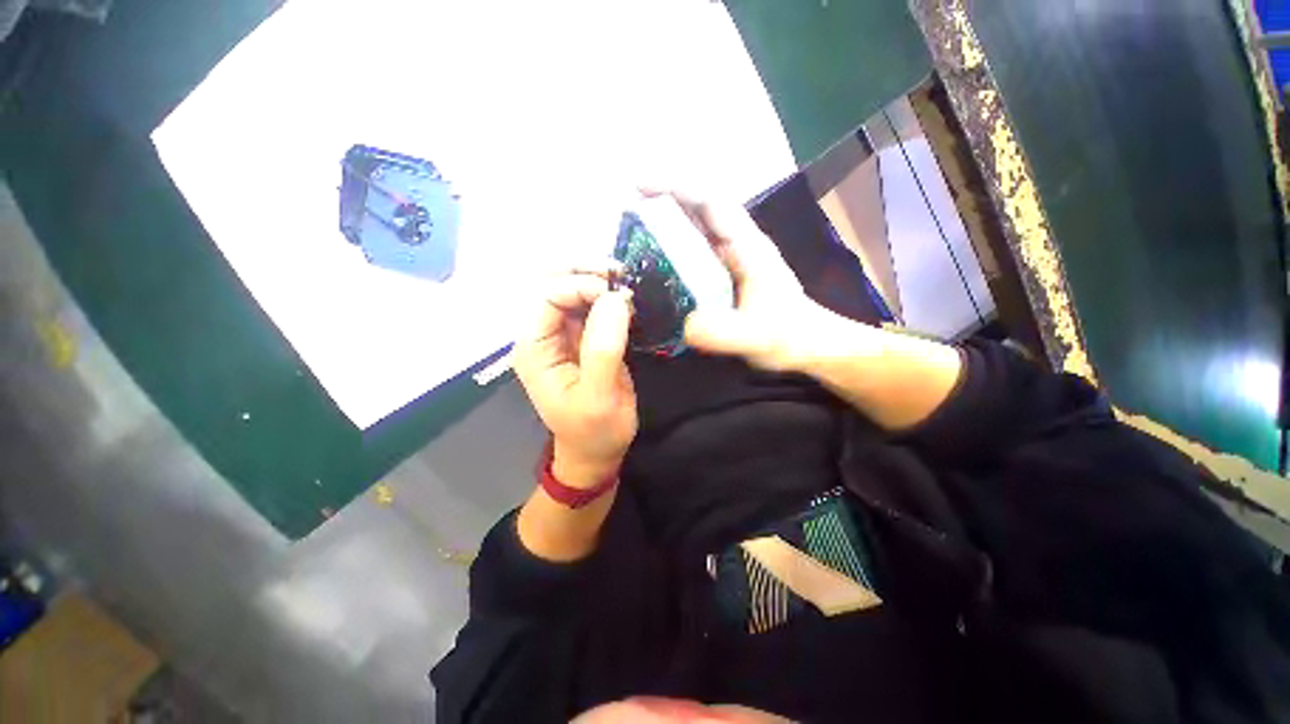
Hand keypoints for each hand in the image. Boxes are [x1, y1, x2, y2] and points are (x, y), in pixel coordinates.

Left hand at [513, 268, 637, 486]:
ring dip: (597, 279)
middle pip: (554, 283)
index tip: (619, 294)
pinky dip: (607, 295)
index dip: (581, 286)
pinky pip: (590, 305)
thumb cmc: (594, 431)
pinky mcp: (582, 338)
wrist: (596, 450)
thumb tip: (616, 299)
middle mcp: (542, 335)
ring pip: (572, 289)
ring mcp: (562, 335)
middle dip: (585, 270)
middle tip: (621, 273)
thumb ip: (604, 349)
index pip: (548, 296)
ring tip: (627, 282)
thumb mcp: (600, 397)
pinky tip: (627, 297)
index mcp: (534, 348)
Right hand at [650, 191, 835, 371]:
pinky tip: (654, 258)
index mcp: (748, 247)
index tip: (641, 186)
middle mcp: (738, 244)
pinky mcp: (723, 273)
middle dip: (665, 198)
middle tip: (628, 204)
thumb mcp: (756, 338)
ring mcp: (730, 258)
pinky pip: (694, 250)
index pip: (712, 204)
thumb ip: (725, 332)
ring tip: (633, 226)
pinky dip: (673, 245)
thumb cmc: (787, 336)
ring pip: (697, 227)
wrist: (804, 343)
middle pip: (701, 207)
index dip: (678, 189)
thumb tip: (685, 325)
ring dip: (667, 219)